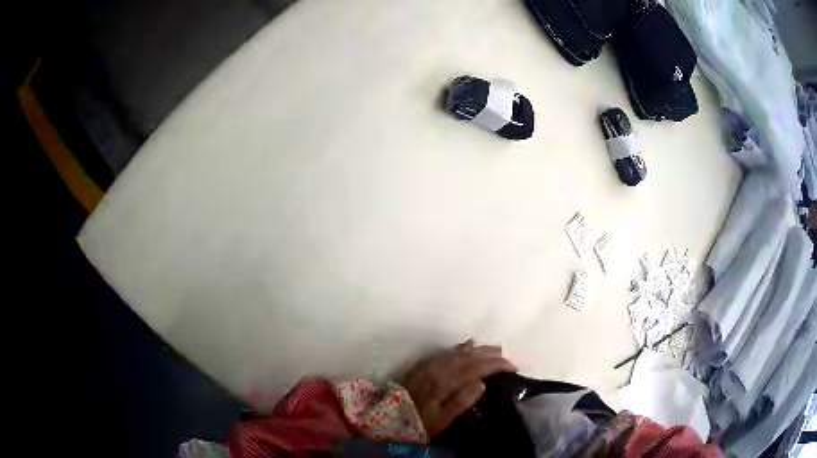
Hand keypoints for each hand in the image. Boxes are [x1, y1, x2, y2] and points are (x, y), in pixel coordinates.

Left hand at [401, 340, 516, 437]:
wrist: (388, 416)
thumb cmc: (419, 422)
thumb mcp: (442, 420)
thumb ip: (462, 401)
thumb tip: (482, 383)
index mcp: (447, 382)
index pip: (478, 368)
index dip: (497, 365)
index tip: (513, 368)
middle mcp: (440, 368)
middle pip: (471, 357)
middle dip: (492, 355)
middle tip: (508, 358)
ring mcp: (432, 365)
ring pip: (460, 352)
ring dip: (479, 349)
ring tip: (495, 349)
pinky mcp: (424, 365)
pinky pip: (447, 352)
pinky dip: (461, 348)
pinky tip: (468, 346)